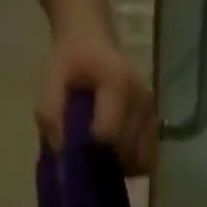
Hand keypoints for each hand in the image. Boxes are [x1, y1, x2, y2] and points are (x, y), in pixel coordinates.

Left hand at [37, 34, 157, 175]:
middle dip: (107, 162)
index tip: (78, 147)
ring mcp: (151, 114)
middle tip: (90, 156)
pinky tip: (118, 159)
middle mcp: (141, 100)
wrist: (91, 39)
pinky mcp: (155, 127)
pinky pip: (148, 161)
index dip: (92, 150)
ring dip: (121, 167)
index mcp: (118, 83)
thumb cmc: (71, 60)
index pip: (110, 135)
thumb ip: (51, 112)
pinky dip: (133, 167)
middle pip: (127, 153)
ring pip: (140, 162)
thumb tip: (61, 152)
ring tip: (104, 157)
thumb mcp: (52, 77)